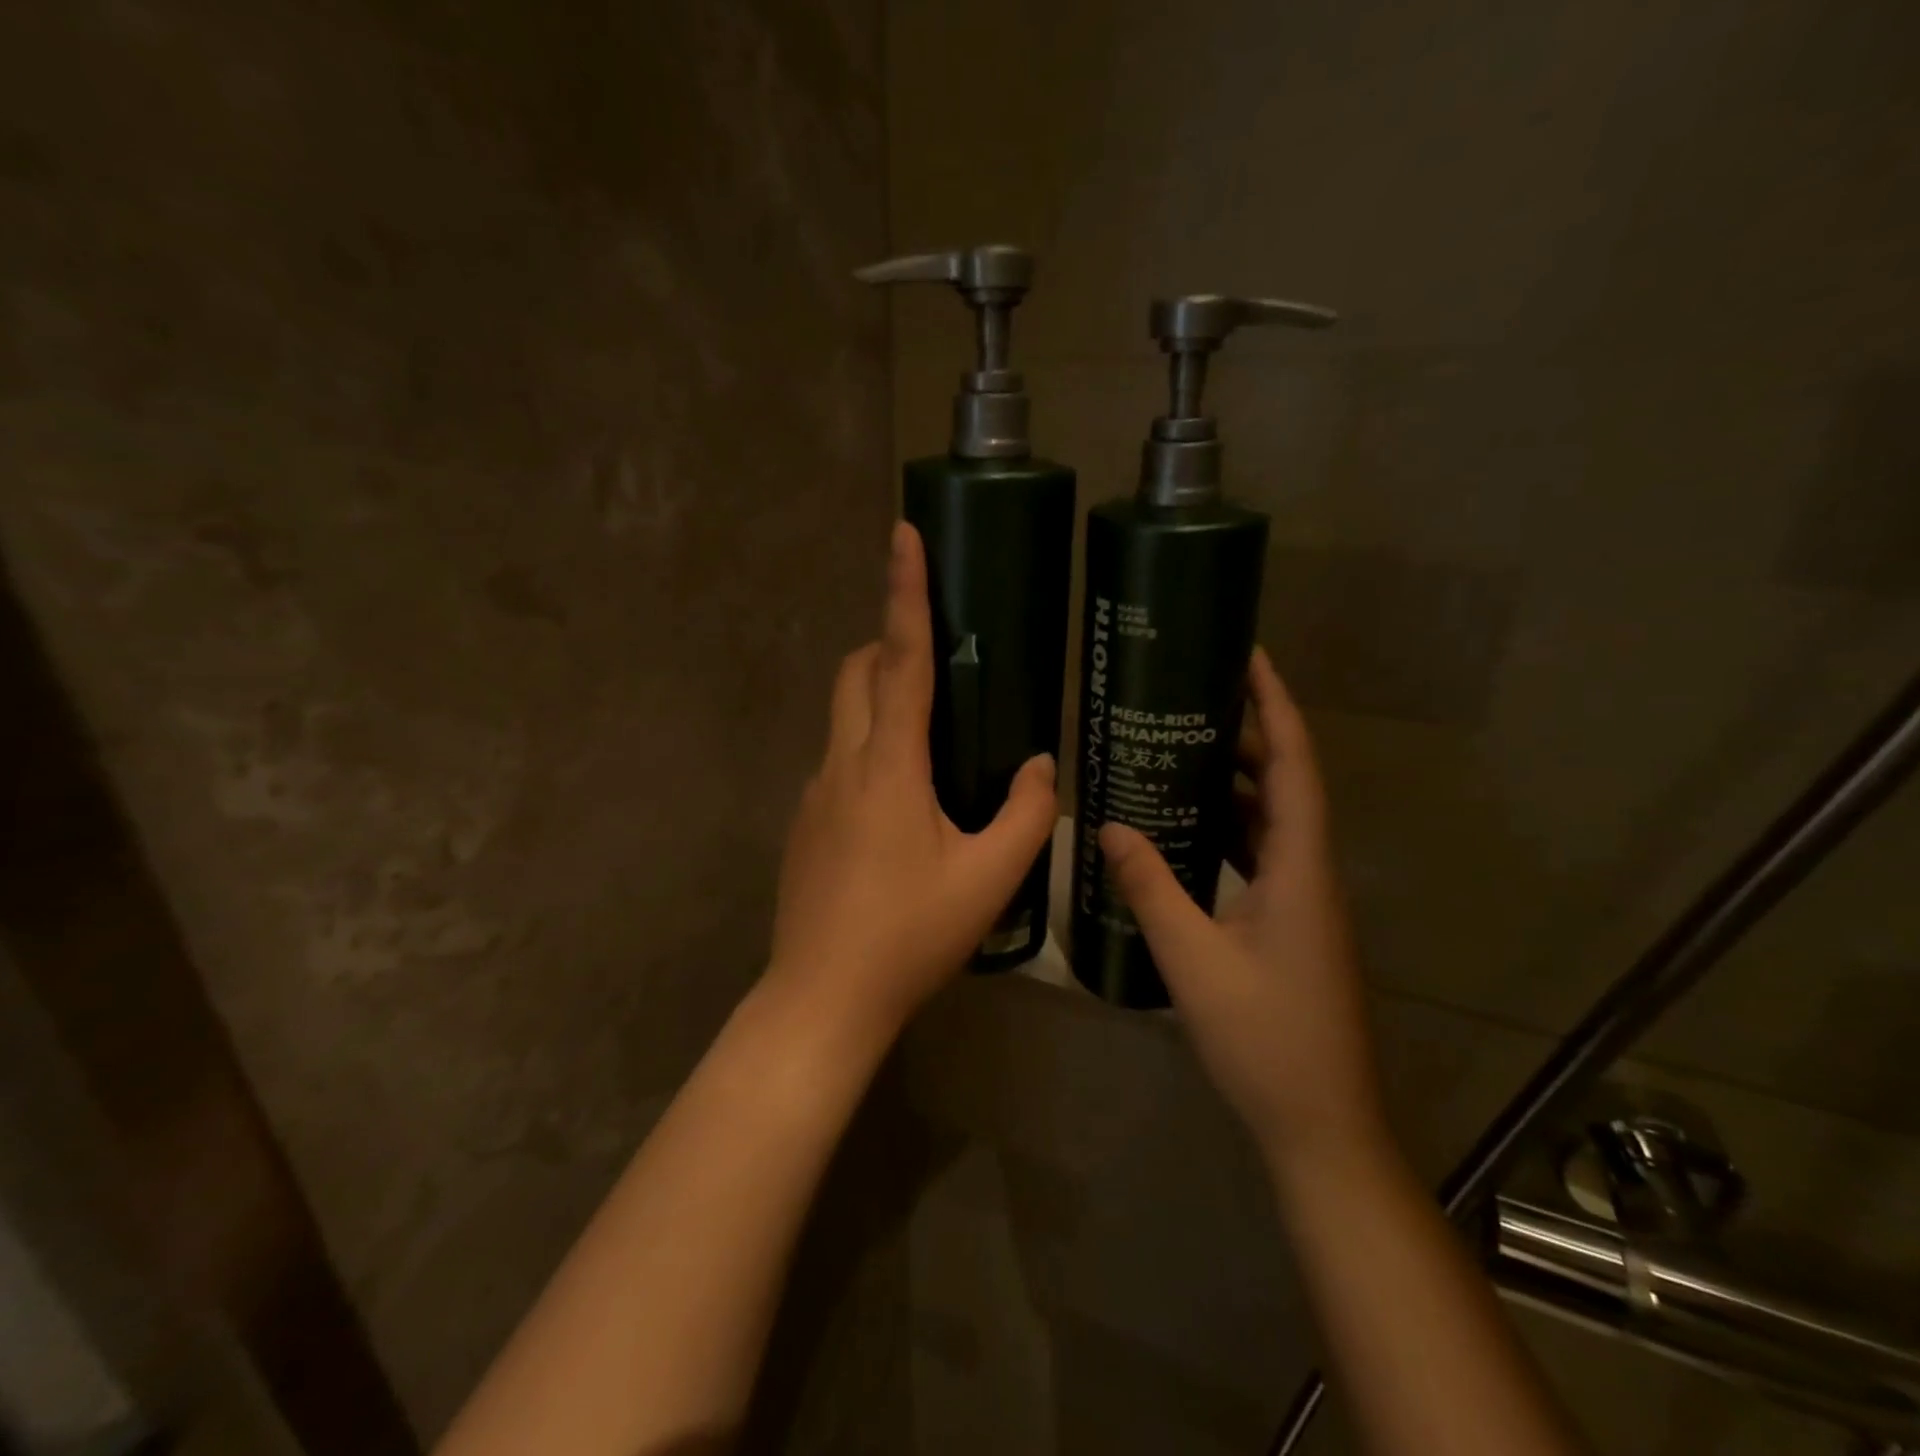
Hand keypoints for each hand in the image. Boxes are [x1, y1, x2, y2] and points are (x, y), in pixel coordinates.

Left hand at [767, 522, 1057, 1038]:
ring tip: (934, 740)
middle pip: (856, 673)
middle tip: (940, 665)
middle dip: (889, 646)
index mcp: (888, 766)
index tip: (902, 534)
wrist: (822, 998)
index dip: (904, 592)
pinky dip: (869, 749)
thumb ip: (1026, 815)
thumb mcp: (988, 879)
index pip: (899, 659)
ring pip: (843, 716)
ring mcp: (814, 793)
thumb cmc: (909, 936)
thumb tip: (1040, 765)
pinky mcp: (805, 823)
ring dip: (880, 700)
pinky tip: (903, 806)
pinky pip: (838, 760)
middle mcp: (842, 764)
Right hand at [1100, 649, 1386, 1175]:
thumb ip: (1151, 888)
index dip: (1276, 707)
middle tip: (1191, 700)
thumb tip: (1107, 825)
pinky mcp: (1290, 925)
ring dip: (1237, 782)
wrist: (1320, 1125)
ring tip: (1182, 750)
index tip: (1250, 658)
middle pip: (1285, 784)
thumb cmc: (1264, 1039)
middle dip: (1247, 734)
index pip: (1294, 766)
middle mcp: (1309, 873)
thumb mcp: (1193, 959)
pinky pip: (1261, 855)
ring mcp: (1303, 902)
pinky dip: (1230, 828)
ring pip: (1273, 821)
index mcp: (1299, 869)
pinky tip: (1189, 828)